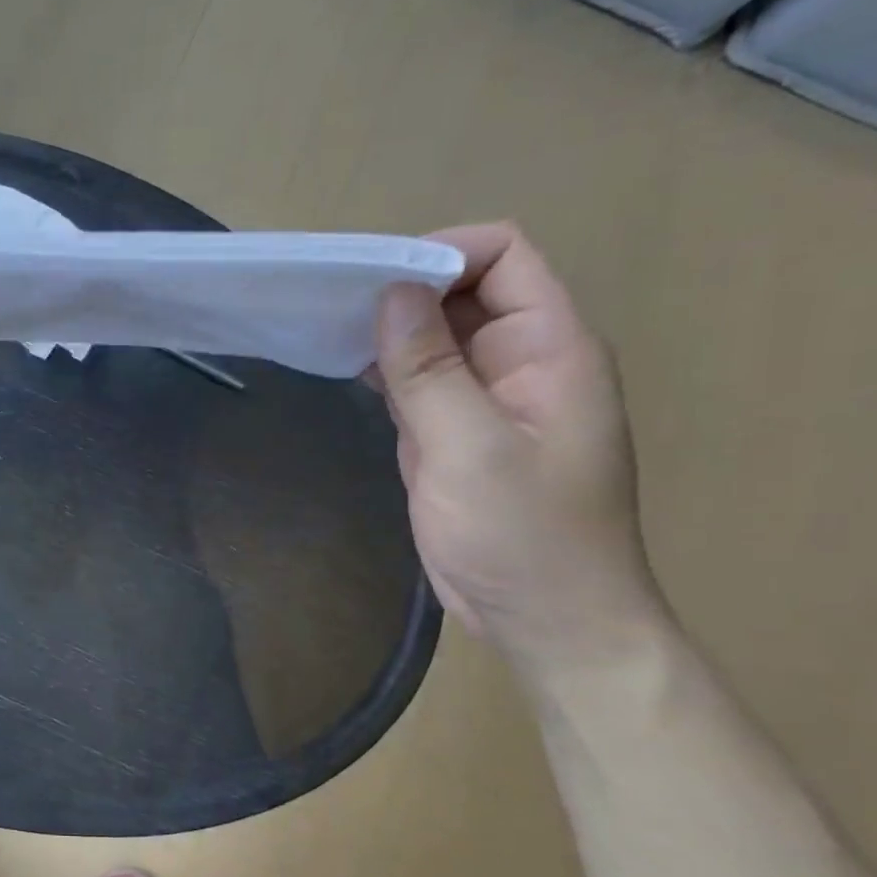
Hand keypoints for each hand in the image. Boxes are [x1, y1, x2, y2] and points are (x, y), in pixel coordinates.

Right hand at [373, 223, 664, 676]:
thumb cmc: (523, 538)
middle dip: (402, 290)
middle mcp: (521, 361)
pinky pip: (422, 380)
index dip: (440, 254)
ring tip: (327, 333)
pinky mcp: (456, 433)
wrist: (545, 621)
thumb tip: (392, 292)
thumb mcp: (470, 450)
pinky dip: (386, 369)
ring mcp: (487, 398)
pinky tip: (347, 373)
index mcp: (550, 349)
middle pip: (464, 291)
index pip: (504, 257)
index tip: (372, 283)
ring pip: (436, 335)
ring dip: (388, 330)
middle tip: (332, 308)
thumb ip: (430, 370)